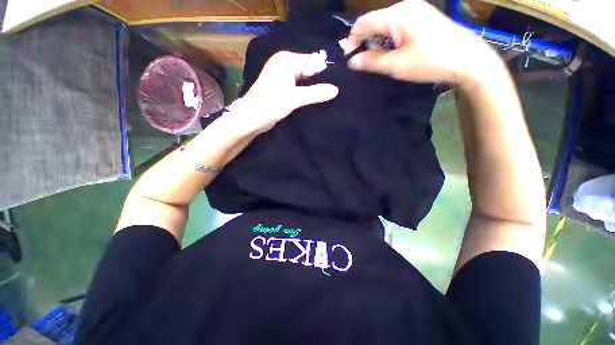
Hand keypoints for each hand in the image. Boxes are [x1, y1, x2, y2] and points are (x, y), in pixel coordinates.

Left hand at [232, 51, 338, 133]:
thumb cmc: (270, 105)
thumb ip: (316, 93)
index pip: (314, 62)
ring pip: (305, 80)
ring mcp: (283, 76)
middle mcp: (285, 64)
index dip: (325, 75)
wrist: (251, 118)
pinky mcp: (282, 87)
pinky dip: (306, 93)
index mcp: (287, 60)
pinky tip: (314, 100)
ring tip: (326, 99)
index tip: (336, 87)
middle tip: (332, 95)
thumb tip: (336, 90)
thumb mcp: (295, 99)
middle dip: (320, 82)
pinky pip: (299, 87)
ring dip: (313, 89)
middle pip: (309, 70)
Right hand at [345, 0, 501, 84]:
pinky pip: (398, 24)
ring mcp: (416, 8)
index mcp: (396, 15)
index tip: (349, 58)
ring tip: (380, 58)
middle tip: (364, 62)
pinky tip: (394, 50)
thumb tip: (352, 61)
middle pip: (374, 21)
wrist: (468, 59)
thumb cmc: (430, 62)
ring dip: (377, 40)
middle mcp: (405, 6)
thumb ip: (371, 62)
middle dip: (365, 40)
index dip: (352, 39)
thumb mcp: (396, 65)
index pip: (363, 22)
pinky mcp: (423, 15)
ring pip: (385, 23)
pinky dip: (390, 37)